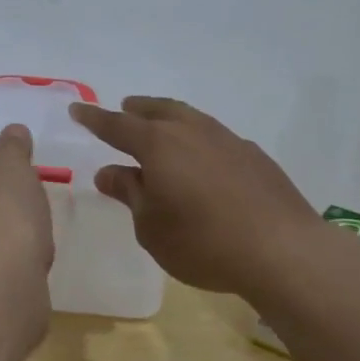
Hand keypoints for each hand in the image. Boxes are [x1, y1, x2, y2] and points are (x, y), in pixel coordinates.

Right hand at [70, 96, 318, 300]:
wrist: (282, 251)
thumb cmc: (203, 242)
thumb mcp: (151, 227)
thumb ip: (130, 194)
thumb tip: (110, 172)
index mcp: (159, 145)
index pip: (117, 126)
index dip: (94, 118)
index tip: (77, 109)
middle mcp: (192, 132)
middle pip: (158, 111)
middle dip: (137, 110)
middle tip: (124, 109)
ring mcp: (228, 140)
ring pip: (191, 119)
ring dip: (170, 119)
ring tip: (162, 128)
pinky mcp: (254, 157)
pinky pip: (216, 138)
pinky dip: (199, 140)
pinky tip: (203, 160)